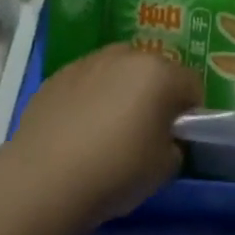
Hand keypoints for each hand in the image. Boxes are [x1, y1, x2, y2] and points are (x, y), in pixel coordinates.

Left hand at [6, 44, 199, 232]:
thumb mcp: (162, 169)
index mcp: (159, 73)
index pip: (191, 84)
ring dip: (122, 90)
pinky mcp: (59, 74)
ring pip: (118, 71)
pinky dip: (90, 97)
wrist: (43, 178)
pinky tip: (79, 129)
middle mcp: (126, 55)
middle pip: (154, 70)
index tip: (179, 136)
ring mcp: (89, 61)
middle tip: (145, 130)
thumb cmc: (114, 171)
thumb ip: (173, 146)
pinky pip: (87, 81)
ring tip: (108, 128)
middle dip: (155, 94)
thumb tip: (165, 139)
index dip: (190, 111)